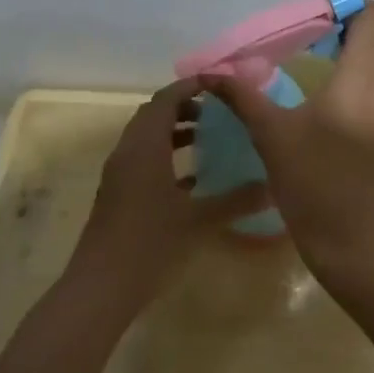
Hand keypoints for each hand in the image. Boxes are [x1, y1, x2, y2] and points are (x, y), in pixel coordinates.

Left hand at [71, 78, 269, 311]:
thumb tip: (273, 186)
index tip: (220, 84)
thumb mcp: (199, 221)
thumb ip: (236, 200)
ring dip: (174, 132)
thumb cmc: (149, 245)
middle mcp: (127, 153)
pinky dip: (166, 158)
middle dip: (184, 107)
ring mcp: (119, 175)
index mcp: (144, 147)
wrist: (100, 288)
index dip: (191, 86)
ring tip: (208, 138)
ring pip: (147, 139)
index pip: (166, 100)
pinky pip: (142, 162)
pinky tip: (193, 179)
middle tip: (218, 109)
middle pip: (153, 115)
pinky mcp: (117, 196)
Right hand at [209, 1, 373, 282]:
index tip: (313, 25)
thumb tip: (208, 72)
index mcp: (364, 76)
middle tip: (328, 33)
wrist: (358, 242)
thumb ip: (243, 96)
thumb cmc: (314, 186)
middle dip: (367, 15)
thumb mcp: (272, 137)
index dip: (345, 9)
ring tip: (337, 53)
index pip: (373, 15)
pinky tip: (348, 81)